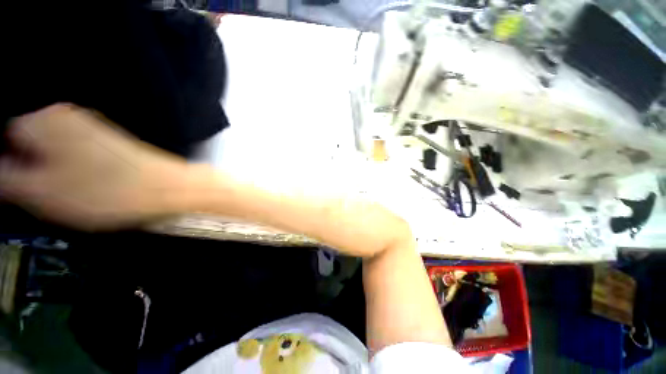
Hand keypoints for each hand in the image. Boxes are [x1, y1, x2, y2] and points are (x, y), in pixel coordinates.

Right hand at [0, 104, 186, 229]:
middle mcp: (65, 117)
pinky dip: (65, 168)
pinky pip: (70, 153)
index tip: (14, 186)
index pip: (5, 135)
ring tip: (61, 192)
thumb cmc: (106, 192)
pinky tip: (79, 185)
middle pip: (25, 141)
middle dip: (23, 166)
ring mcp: (87, 128)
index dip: (6, 163)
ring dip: (44, 169)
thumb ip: (7, 179)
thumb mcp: (42, 192)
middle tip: (38, 192)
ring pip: (47, 148)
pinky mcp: (104, 142)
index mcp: (43, 122)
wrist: (166, 188)